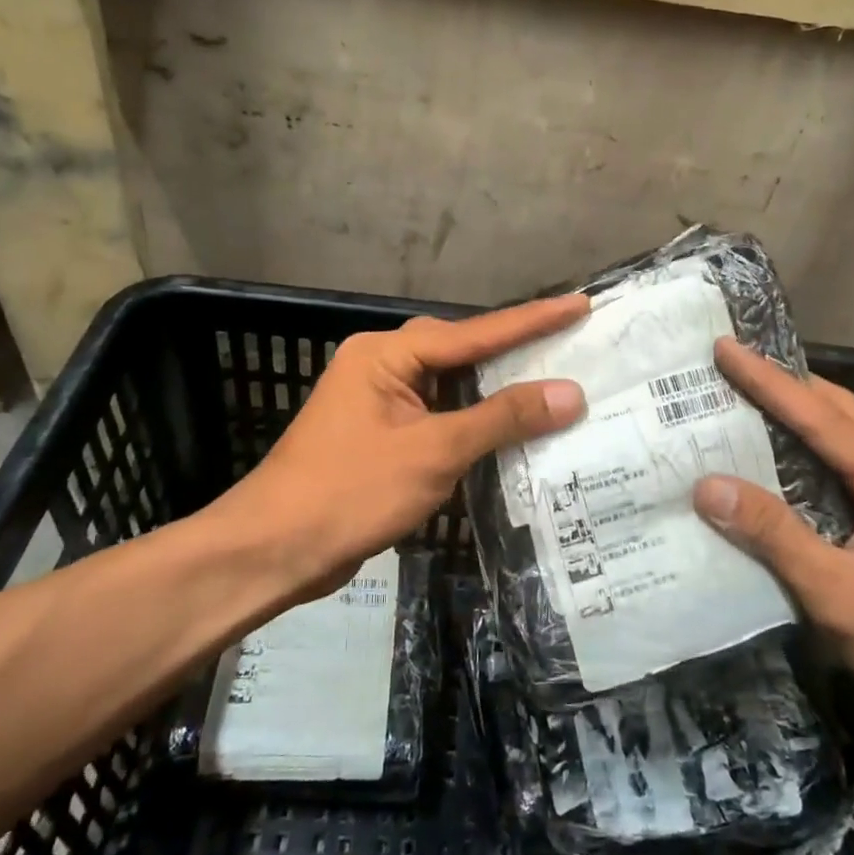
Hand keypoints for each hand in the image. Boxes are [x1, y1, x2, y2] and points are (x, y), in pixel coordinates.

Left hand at [206, 296, 588, 601]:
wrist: (274, 551)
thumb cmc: (351, 492)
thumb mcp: (434, 452)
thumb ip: (503, 419)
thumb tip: (570, 394)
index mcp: (387, 353)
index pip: (475, 332)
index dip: (532, 320)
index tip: (579, 303)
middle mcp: (382, 366)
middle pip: (463, 353)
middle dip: (517, 351)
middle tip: (573, 344)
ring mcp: (379, 402)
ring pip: (452, 386)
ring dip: (497, 391)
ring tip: (554, 382)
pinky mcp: (381, 436)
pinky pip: (439, 417)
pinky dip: (474, 422)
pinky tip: (510, 429)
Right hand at [692, 338, 853, 735]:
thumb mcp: (842, 597)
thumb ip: (777, 536)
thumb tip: (709, 485)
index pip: (821, 418)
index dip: (769, 381)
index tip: (726, 348)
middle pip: (839, 412)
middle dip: (786, 382)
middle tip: (734, 365)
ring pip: (844, 437)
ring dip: (798, 411)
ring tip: (746, 398)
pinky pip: (842, 469)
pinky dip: (805, 449)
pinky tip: (776, 461)